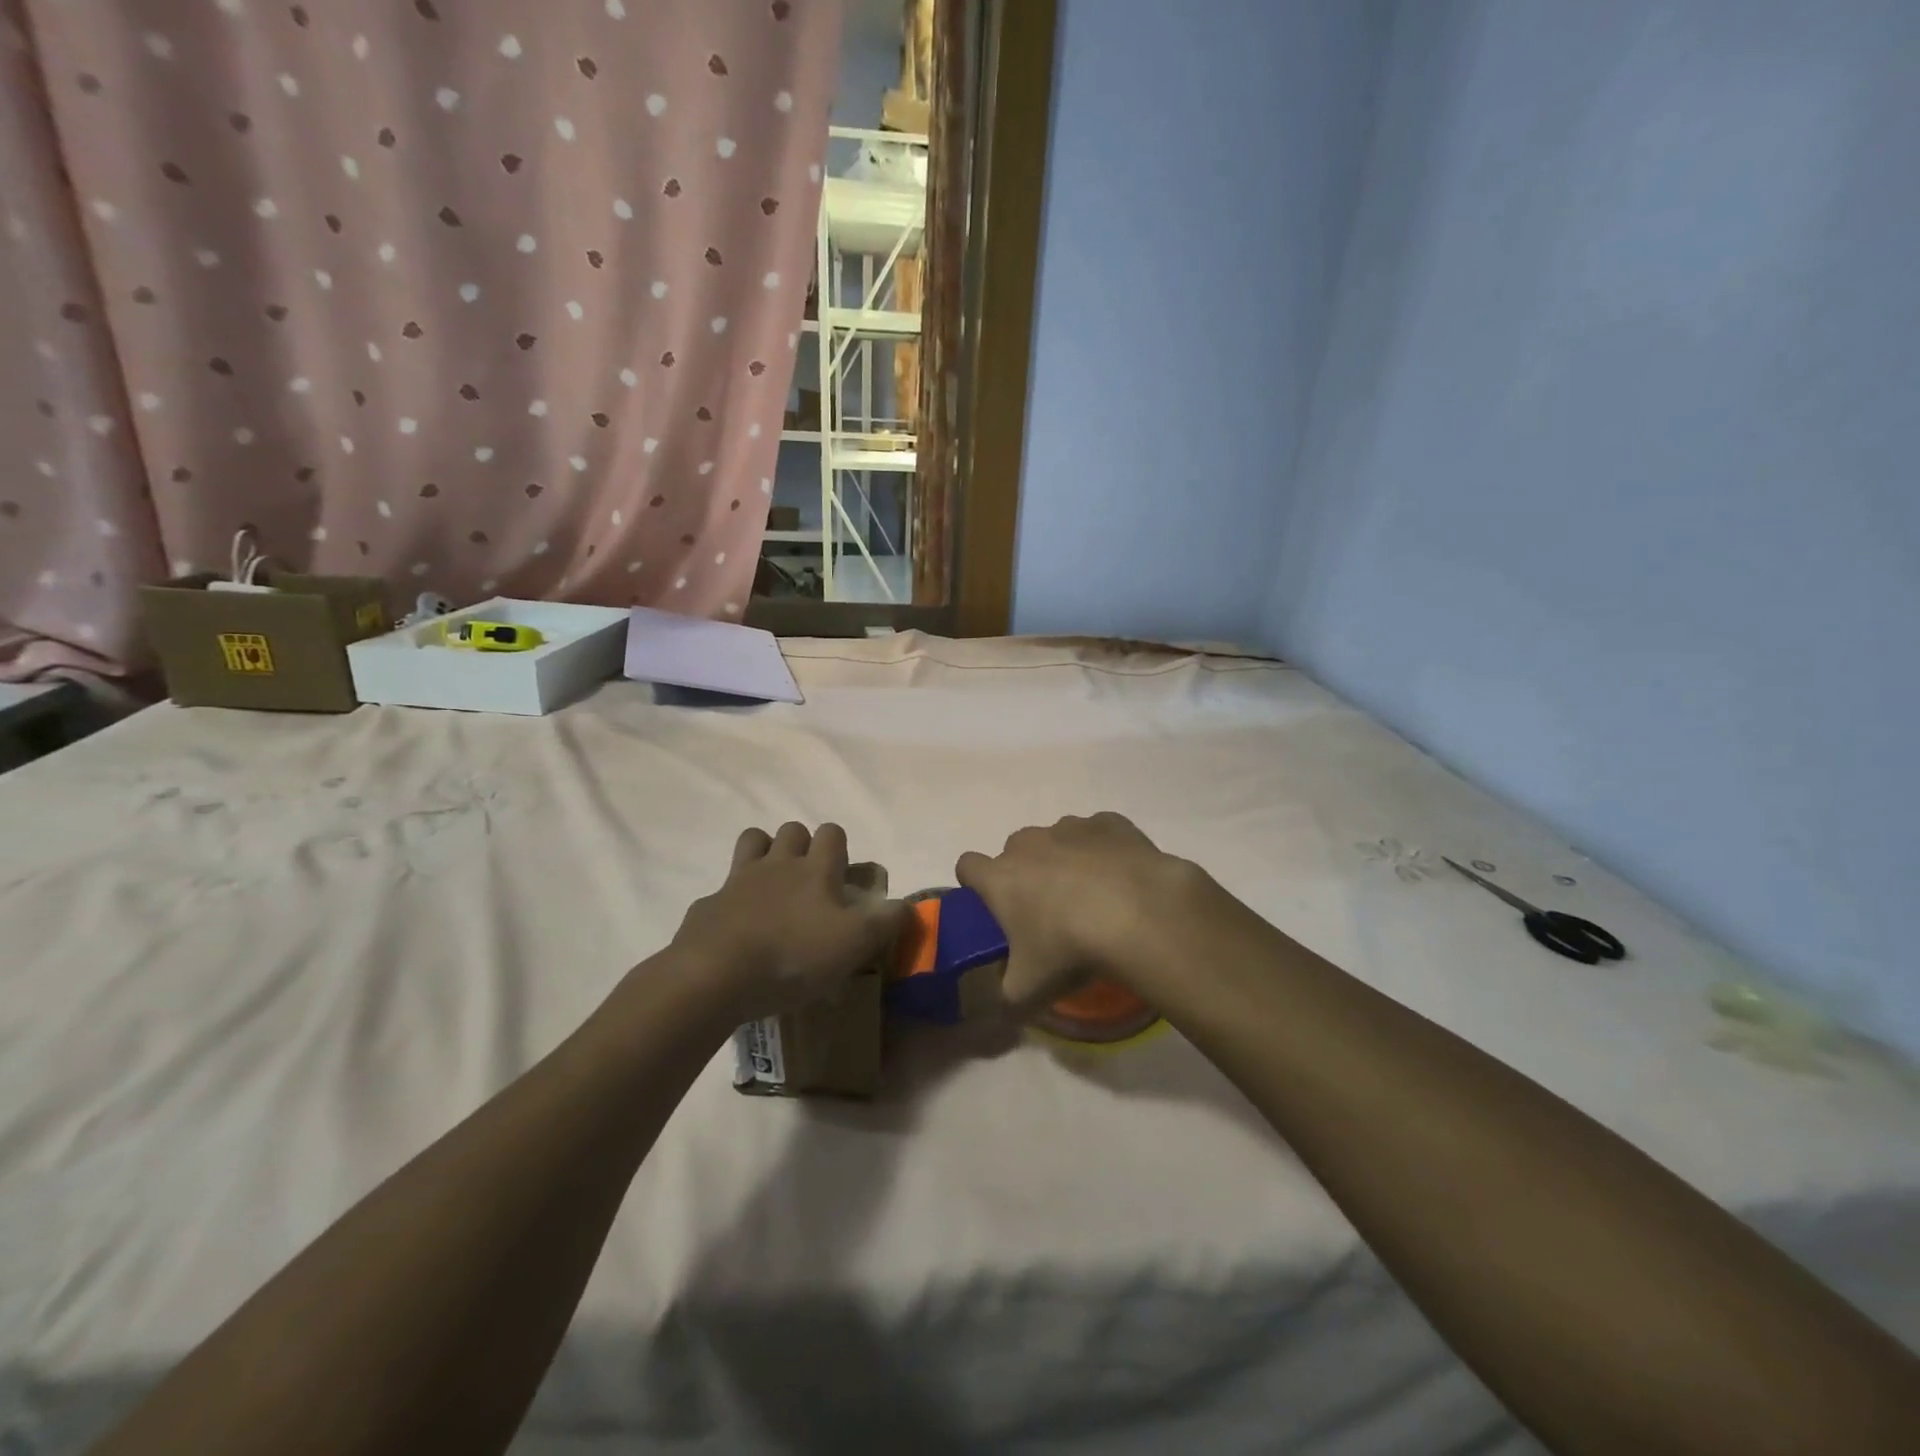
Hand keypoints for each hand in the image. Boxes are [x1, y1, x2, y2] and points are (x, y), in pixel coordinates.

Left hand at [671, 822, 907, 1020]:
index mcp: (815, 870)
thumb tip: (909, 906)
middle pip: (791, 830)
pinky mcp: (708, 905)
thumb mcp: (855, 944)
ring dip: (764, 853)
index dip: (839, 846)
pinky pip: (721, 890)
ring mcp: (738, 881)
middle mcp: (777, 864)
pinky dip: (730, 901)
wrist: (716, 975)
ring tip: (773, 887)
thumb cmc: (794, 956)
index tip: (842, 873)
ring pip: (752, 842)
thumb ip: (887, 922)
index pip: (832, 833)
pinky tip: (736, 928)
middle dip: (801, 844)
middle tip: (809, 881)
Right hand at [955, 812, 1210, 1009]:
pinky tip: (1121, 876)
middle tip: (1047, 912)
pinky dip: (1103, 849)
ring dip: (1064, 859)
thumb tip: (1005, 1004)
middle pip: (1014, 851)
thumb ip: (1006, 998)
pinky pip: (1098, 832)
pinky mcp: (1110, 823)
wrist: (1139, 913)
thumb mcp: (1028, 992)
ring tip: (1092, 896)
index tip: (993, 908)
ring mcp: (1070, 828)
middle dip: (1024, 874)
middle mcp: (1029, 843)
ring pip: (1056, 839)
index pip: (967, 866)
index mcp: (1000, 877)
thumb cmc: (1070, 950)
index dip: (976, 885)